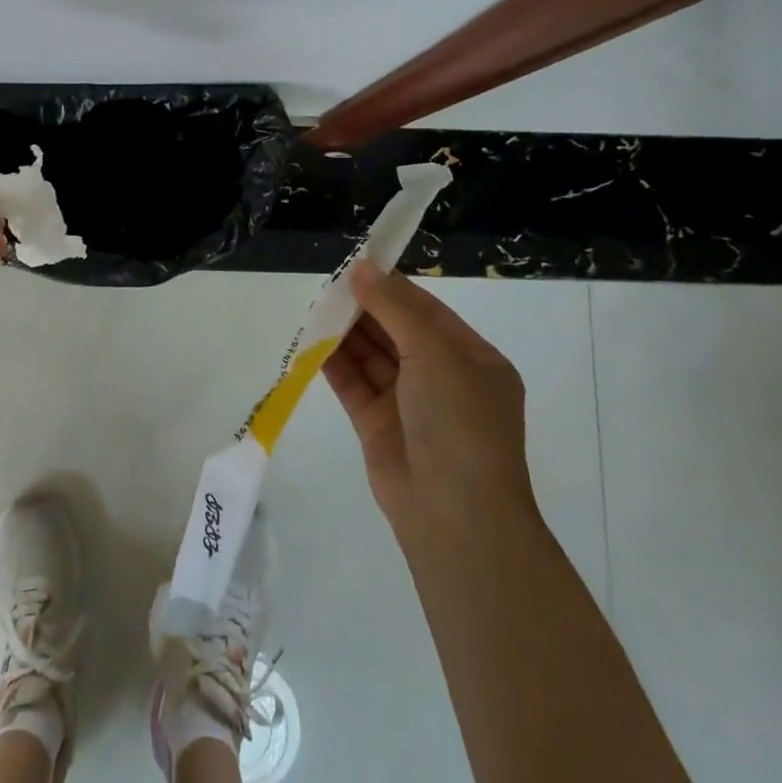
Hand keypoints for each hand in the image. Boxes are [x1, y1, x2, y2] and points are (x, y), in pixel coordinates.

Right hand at [324, 261, 537, 544]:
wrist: (455, 516)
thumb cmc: (458, 423)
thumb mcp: (434, 353)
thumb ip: (395, 308)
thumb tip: (361, 268)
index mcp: (470, 359)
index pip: (426, 310)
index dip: (391, 286)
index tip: (355, 266)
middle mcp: (442, 377)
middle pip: (395, 330)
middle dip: (363, 308)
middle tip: (326, 288)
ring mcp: (408, 403)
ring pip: (371, 356)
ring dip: (345, 333)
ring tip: (314, 309)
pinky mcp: (377, 424)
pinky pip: (353, 383)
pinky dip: (333, 362)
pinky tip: (311, 343)